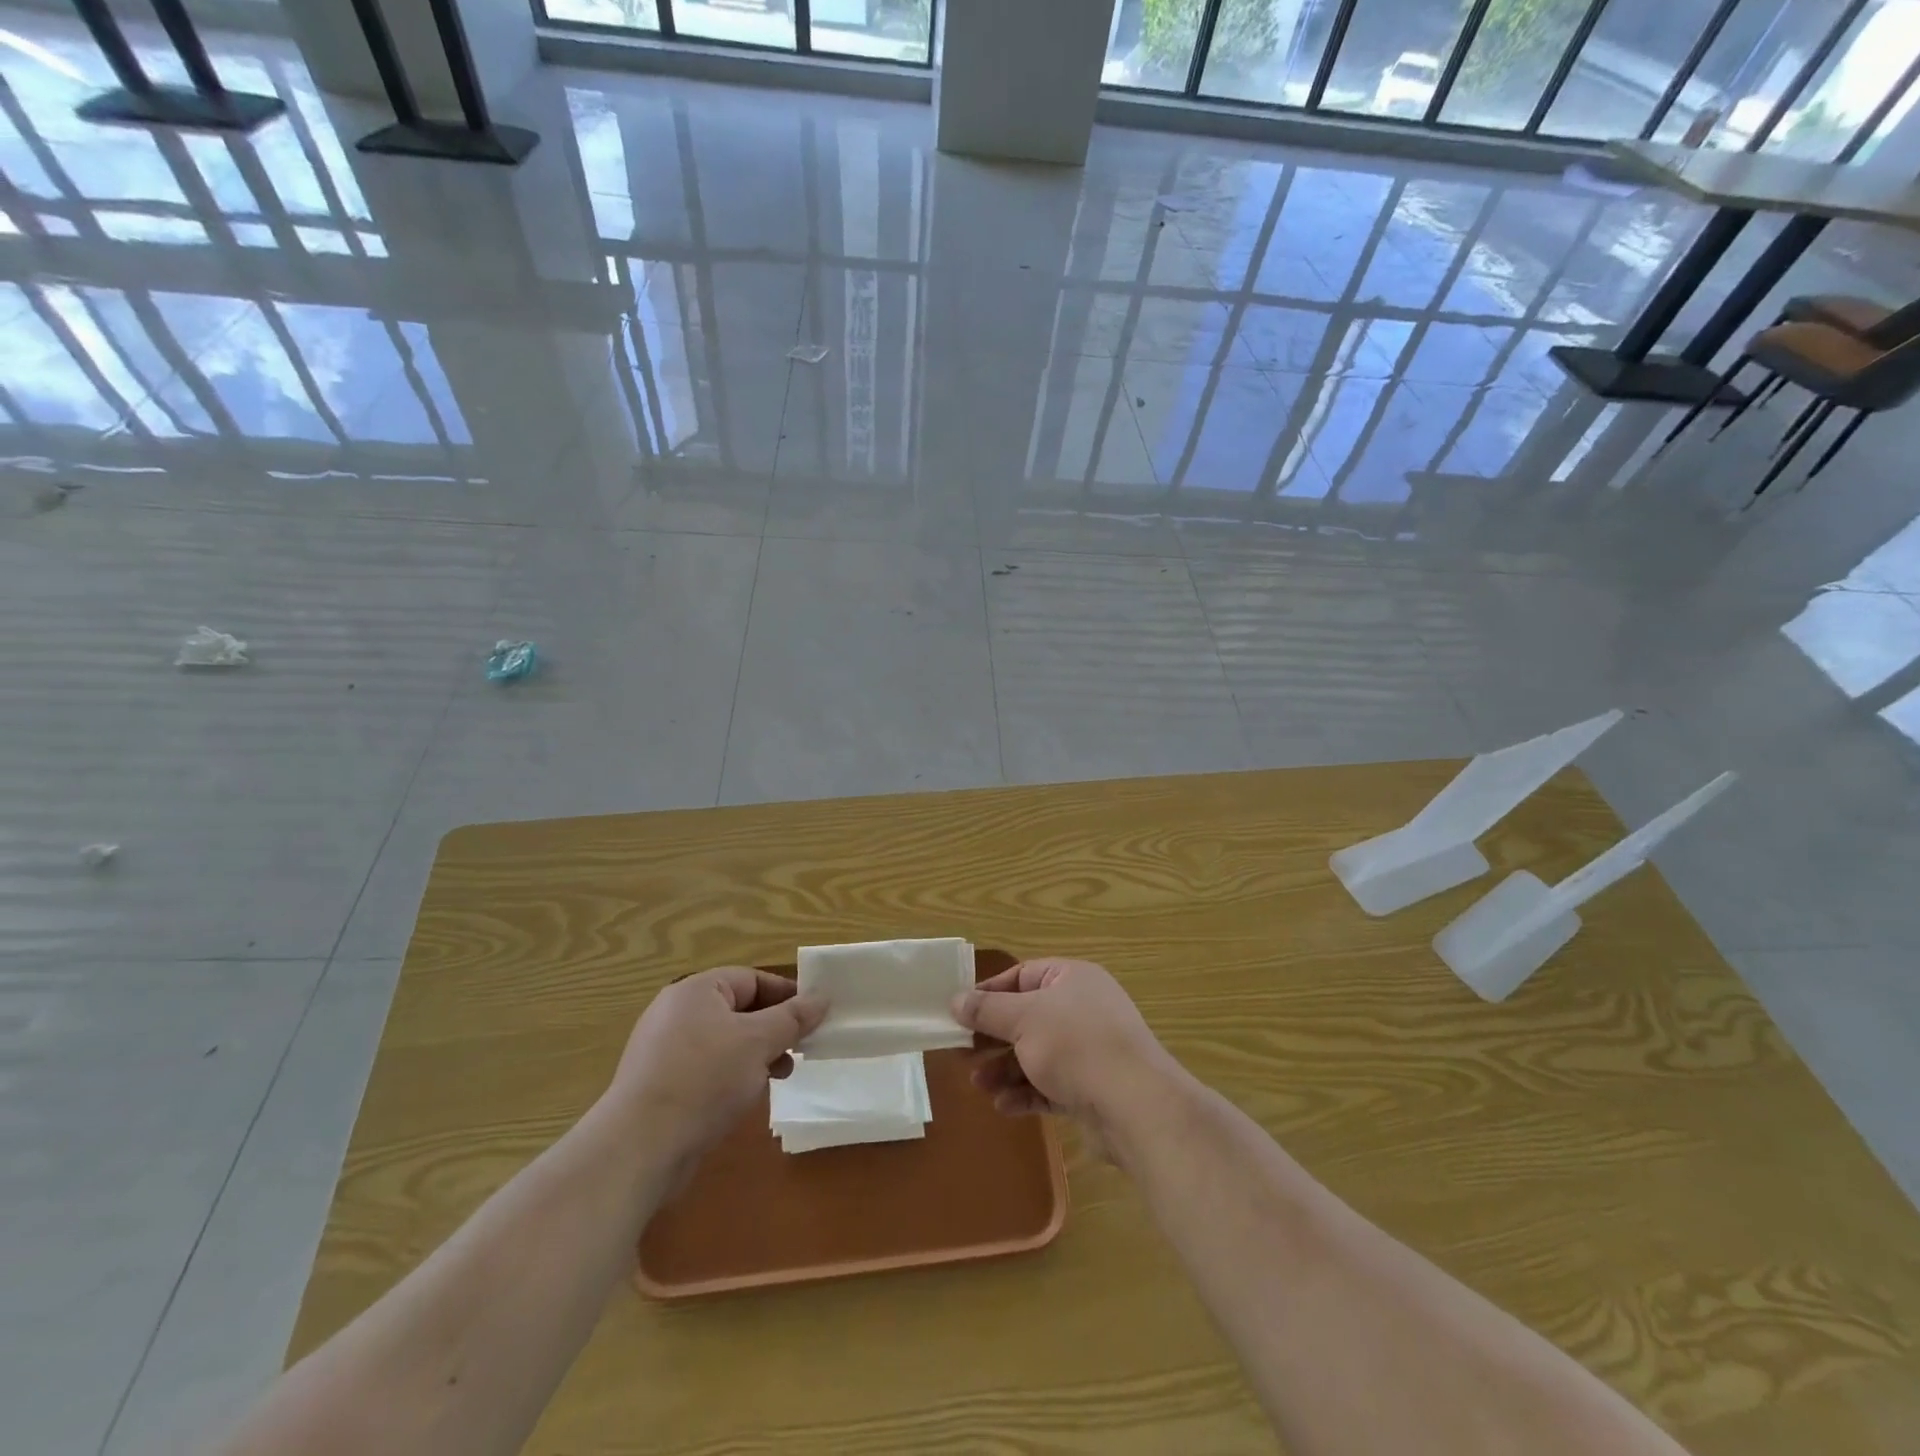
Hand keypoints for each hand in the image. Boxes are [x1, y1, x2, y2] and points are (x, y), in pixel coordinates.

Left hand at [607, 967, 824, 1176]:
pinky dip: (732, 1076)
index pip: (752, 979)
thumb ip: (793, 1018)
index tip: (814, 1017)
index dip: (786, 995)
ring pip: (726, 1041)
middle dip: (774, 1029)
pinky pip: (707, 1068)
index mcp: (696, 991)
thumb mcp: (759, 1042)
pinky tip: (746, 1098)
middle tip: (800, 1050)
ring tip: (779, 1076)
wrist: (640, 1147)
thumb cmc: (704, 1079)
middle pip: (739, 1010)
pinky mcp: (661, 1084)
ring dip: (757, 1055)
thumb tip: (822, 997)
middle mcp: (677, 1013)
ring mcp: (665, 1050)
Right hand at [951, 958, 1175, 1129]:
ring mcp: (1089, 1050)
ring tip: (979, 1085)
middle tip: (963, 1053)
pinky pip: (1051, 1086)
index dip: (990, 992)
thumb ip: (987, 1010)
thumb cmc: (1075, 1044)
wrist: (1135, 1105)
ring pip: (1036, 1054)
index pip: (1023, 975)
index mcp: (1072, 979)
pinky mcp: (1091, 1088)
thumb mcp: (1024, 1019)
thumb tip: (956, 999)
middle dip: (994, 1038)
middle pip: (1027, 1018)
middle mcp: (1083, 1009)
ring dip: (1006, 1069)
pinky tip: (1005, 1107)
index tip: (960, 1011)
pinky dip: (1027, 1093)